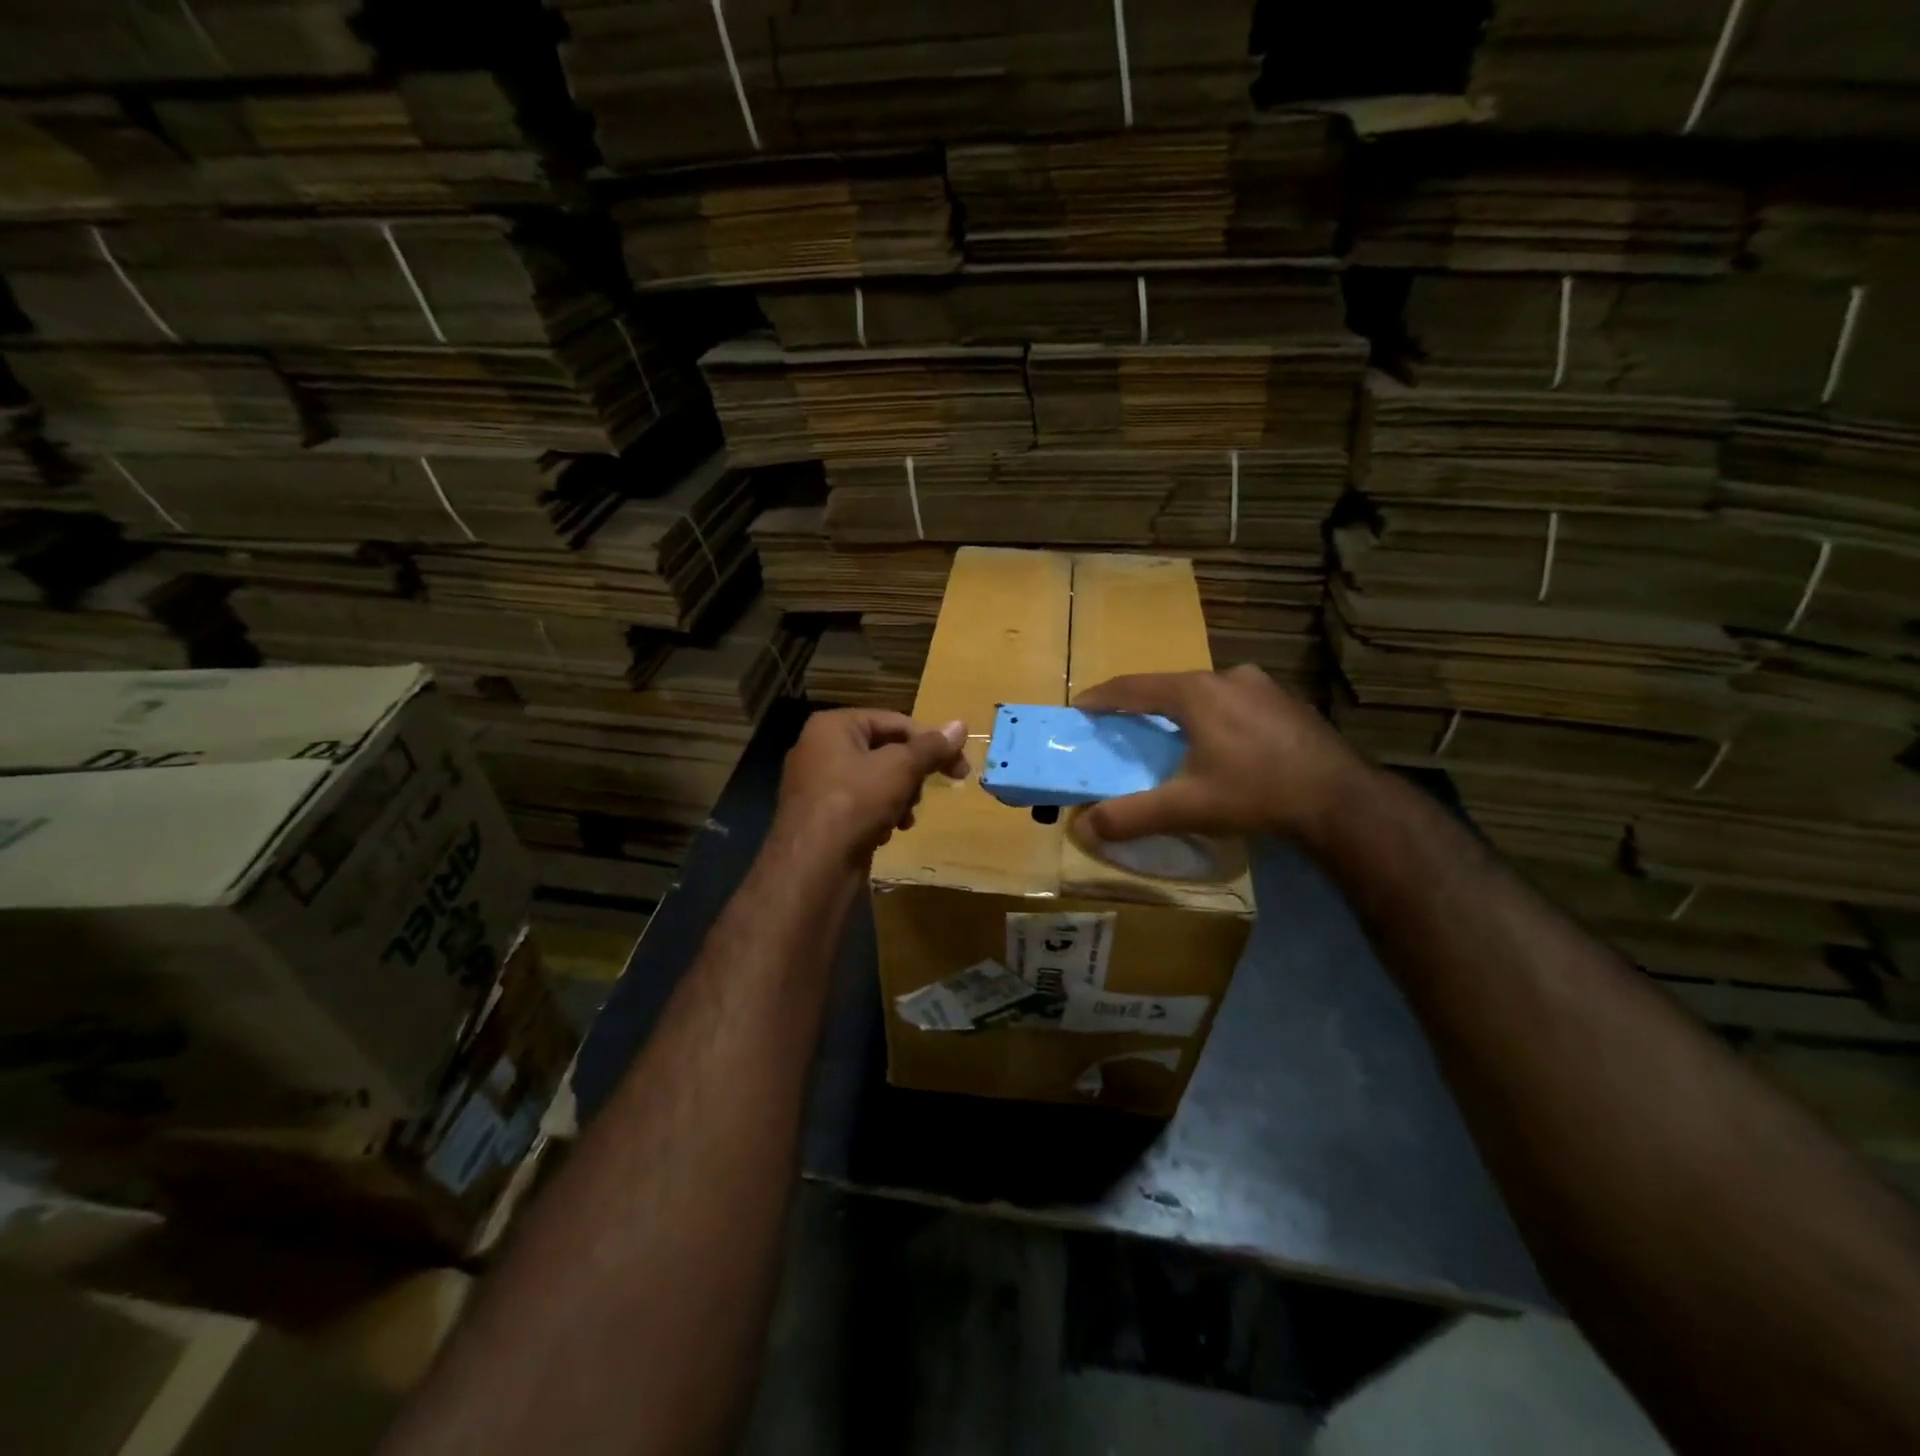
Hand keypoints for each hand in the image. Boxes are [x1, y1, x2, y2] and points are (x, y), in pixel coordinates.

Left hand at [775, 709, 968, 862]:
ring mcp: (817, 784)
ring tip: (904, 818)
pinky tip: (886, 833)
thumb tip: (960, 724)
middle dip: (911, 775)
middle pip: (885, 751)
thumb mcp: (900, 768)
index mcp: (834, 726)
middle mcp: (820, 748)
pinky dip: (879, 815)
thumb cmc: (855, 803)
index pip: (895, 722)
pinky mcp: (820, 815)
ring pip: (876, 780)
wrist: (812, 866)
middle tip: (925, 795)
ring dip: (899, 798)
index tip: (960, 768)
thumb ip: (931, 747)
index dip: (931, 743)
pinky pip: (860, 804)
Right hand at [1070, 665, 1370, 847]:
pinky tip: (1222, 741)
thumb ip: (1130, 815)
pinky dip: (1214, 714)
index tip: (1080, 706)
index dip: (1103, 697)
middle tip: (1122, 723)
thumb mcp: (1186, 807)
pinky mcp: (1287, 702)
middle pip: (1170, 685)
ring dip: (1181, 708)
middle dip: (1141, 703)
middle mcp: (1227, 677)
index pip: (1134, 687)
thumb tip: (1081, 827)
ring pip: (1205, 692)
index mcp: (1196, 693)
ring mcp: (1263, 686)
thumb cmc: (1255, 794)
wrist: (1341, 801)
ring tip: (1171, 733)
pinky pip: (1234, 701)